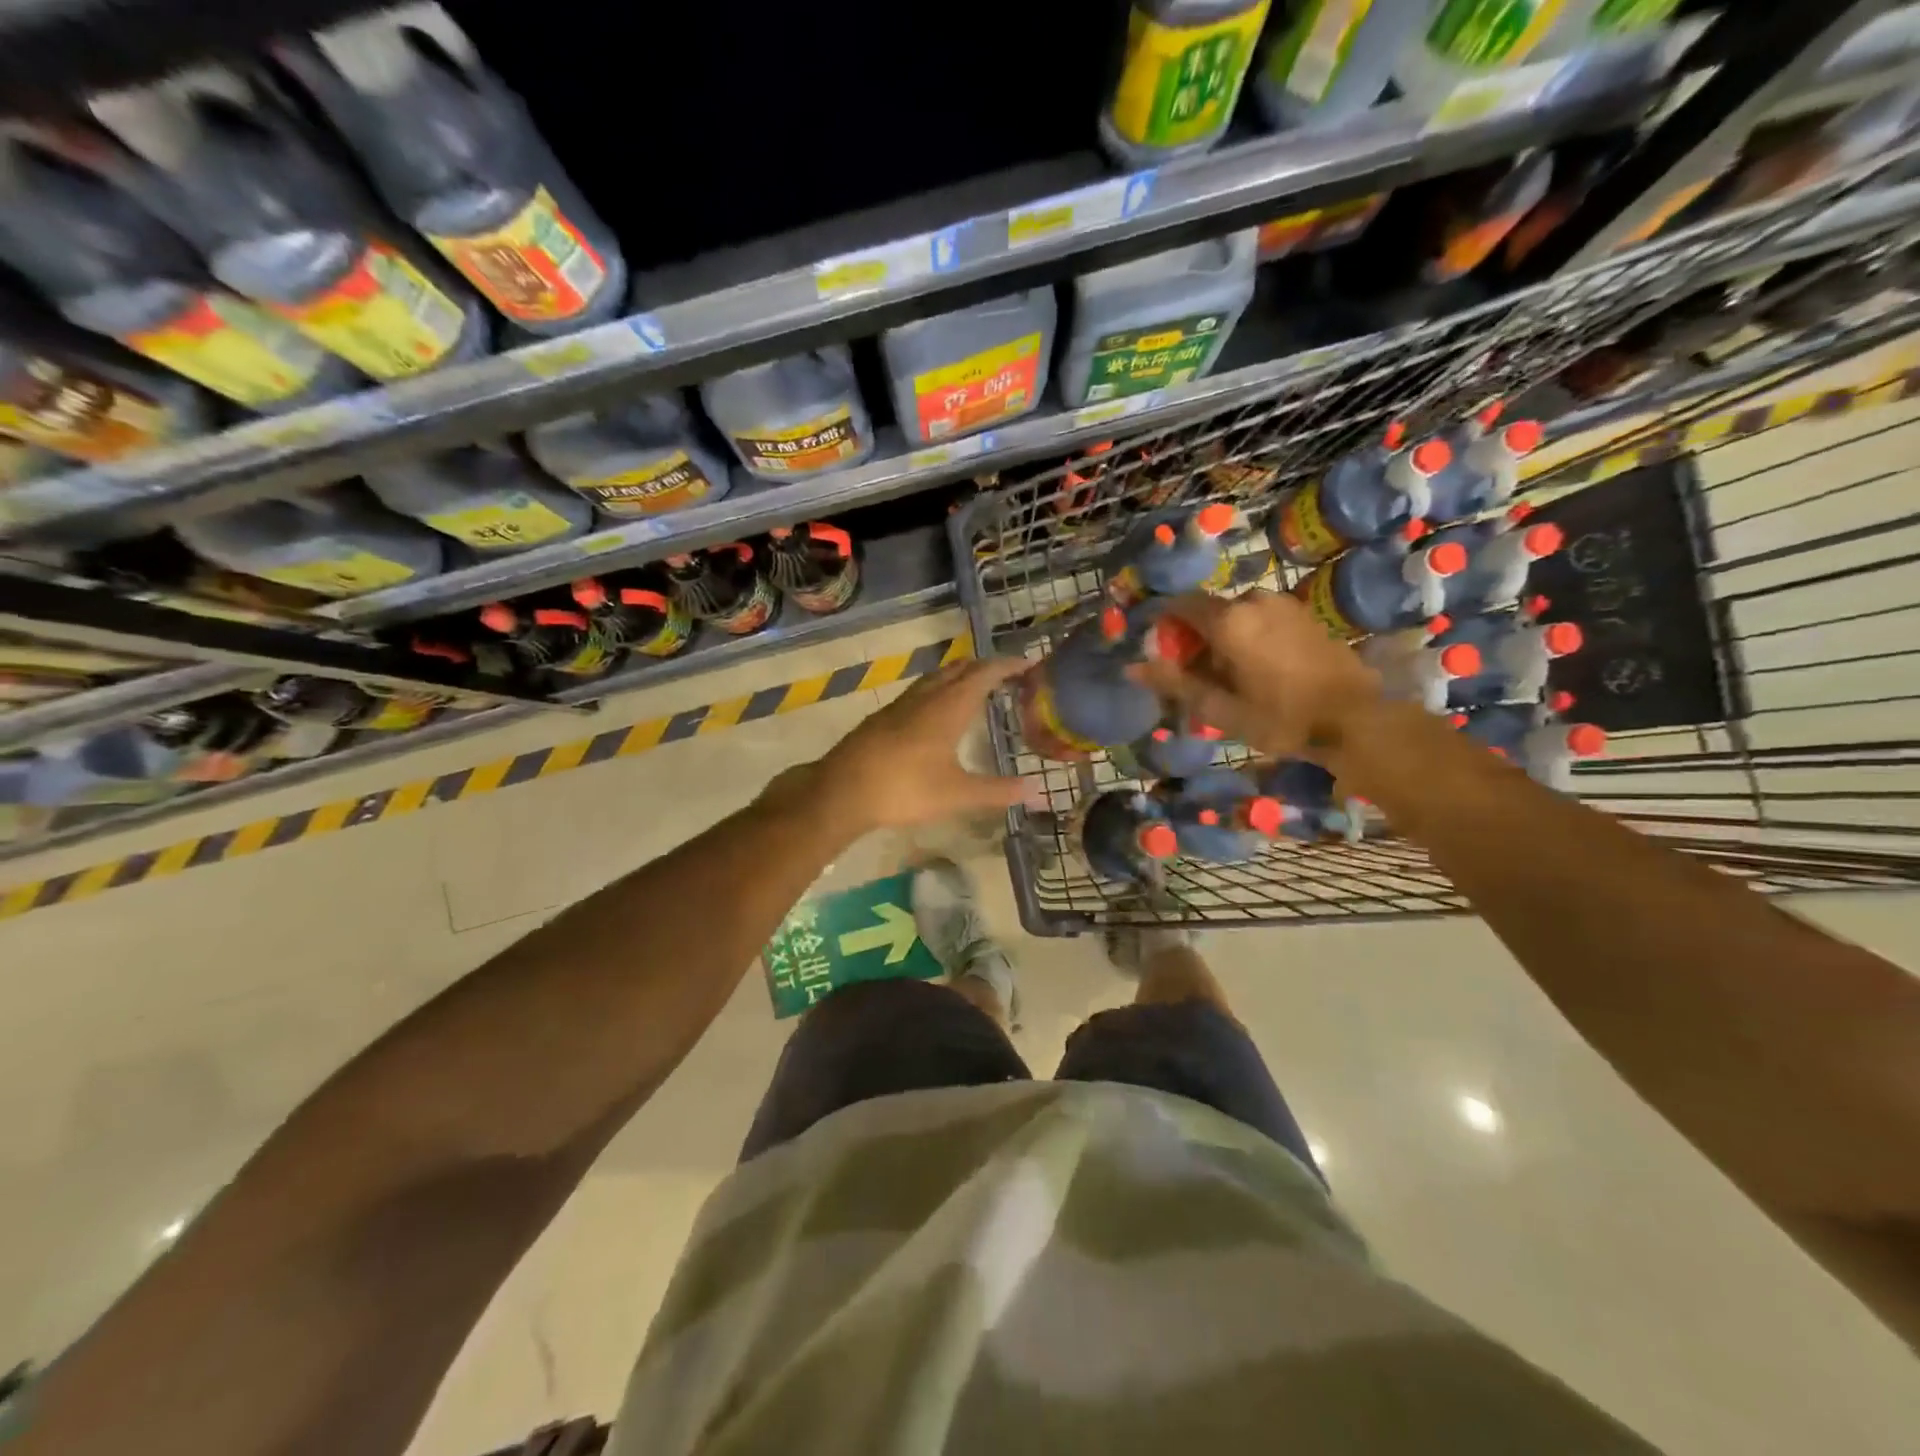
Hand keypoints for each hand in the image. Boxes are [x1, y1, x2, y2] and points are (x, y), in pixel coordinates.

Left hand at [811, 657, 1035, 830]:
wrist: (841, 791)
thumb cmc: (904, 788)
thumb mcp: (957, 794)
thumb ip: (998, 791)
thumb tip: (1037, 791)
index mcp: (948, 707)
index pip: (984, 673)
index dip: (1008, 666)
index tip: (1030, 665)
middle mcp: (926, 697)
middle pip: (960, 669)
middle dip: (986, 667)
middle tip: (1008, 676)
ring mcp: (901, 705)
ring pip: (936, 677)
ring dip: (960, 676)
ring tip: (977, 688)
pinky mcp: (883, 717)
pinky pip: (920, 691)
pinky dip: (940, 690)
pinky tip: (937, 712)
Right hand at [1132, 591, 1382, 759]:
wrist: (1356, 719)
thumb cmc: (1281, 718)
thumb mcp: (1220, 708)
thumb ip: (1174, 683)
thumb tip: (1131, 667)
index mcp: (1229, 619)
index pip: (1179, 605)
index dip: (1165, 628)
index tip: (1165, 658)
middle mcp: (1254, 600)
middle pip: (1208, 612)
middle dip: (1196, 640)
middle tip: (1199, 680)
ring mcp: (1283, 604)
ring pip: (1236, 615)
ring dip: (1224, 640)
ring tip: (1231, 680)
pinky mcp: (1304, 614)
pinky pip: (1262, 618)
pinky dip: (1249, 637)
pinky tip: (1260, 671)